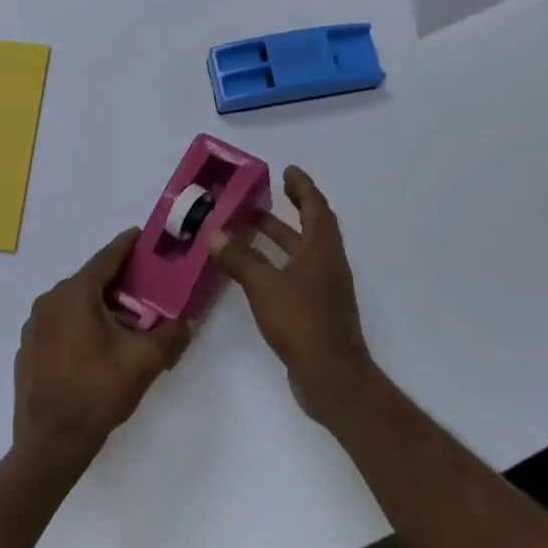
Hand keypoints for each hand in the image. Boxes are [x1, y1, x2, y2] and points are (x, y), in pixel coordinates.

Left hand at [14, 229, 191, 462]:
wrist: (51, 442)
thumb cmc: (98, 392)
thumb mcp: (145, 361)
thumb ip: (172, 334)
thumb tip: (187, 320)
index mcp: (76, 294)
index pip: (107, 257)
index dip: (128, 245)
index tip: (144, 236)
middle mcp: (50, 300)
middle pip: (91, 281)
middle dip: (120, 283)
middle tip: (148, 291)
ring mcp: (34, 325)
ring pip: (75, 304)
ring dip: (101, 307)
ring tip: (127, 325)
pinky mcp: (28, 348)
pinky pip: (61, 324)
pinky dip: (81, 325)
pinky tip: (98, 349)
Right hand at [206, 167, 376, 423]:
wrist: (332, 375)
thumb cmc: (301, 322)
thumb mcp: (264, 287)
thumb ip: (240, 259)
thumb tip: (216, 233)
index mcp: (322, 249)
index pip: (315, 207)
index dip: (302, 187)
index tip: (287, 171)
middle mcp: (327, 263)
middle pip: (310, 228)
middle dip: (286, 211)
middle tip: (256, 200)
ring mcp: (324, 288)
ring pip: (301, 253)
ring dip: (278, 239)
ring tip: (246, 230)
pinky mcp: (316, 309)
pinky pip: (295, 275)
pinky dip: (276, 265)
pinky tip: (253, 272)